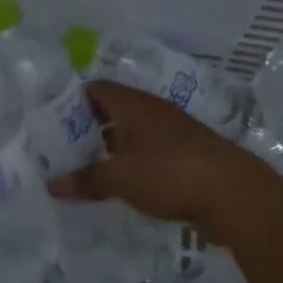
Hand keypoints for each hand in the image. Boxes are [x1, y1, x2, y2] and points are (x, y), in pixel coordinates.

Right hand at [51, 81, 280, 242]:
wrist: (234, 193)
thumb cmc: (168, 172)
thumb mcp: (119, 177)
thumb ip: (84, 179)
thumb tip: (51, 185)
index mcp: (132, 104)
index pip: (93, 89)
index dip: (69, 103)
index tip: (48, 125)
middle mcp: (150, 111)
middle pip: (109, 112)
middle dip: (84, 130)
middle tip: (59, 152)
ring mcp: (170, 132)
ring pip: (129, 134)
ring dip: (107, 149)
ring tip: (82, 171)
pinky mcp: (184, 155)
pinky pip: (146, 153)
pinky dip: (129, 164)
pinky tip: (118, 185)